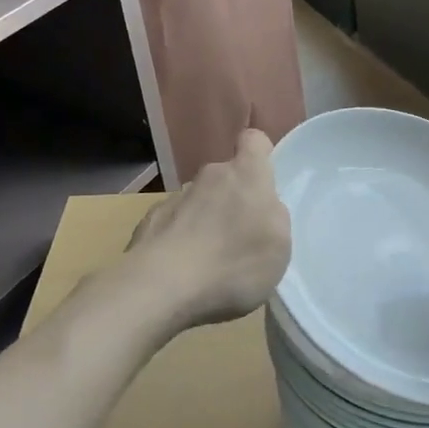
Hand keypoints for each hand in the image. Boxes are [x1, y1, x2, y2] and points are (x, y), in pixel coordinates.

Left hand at [123, 129, 291, 330]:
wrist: (161, 287)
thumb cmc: (234, 262)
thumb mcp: (279, 245)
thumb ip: (273, 216)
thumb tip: (260, 208)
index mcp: (246, 174)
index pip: (253, 140)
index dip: (259, 154)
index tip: (262, 180)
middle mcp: (209, 176)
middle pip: (225, 177)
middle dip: (232, 199)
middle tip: (239, 238)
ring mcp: (175, 198)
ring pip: (198, 201)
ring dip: (204, 221)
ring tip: (209, 263)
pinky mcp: (149, 222)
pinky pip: (172, 224)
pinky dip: (179, 241)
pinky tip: (181, 272)